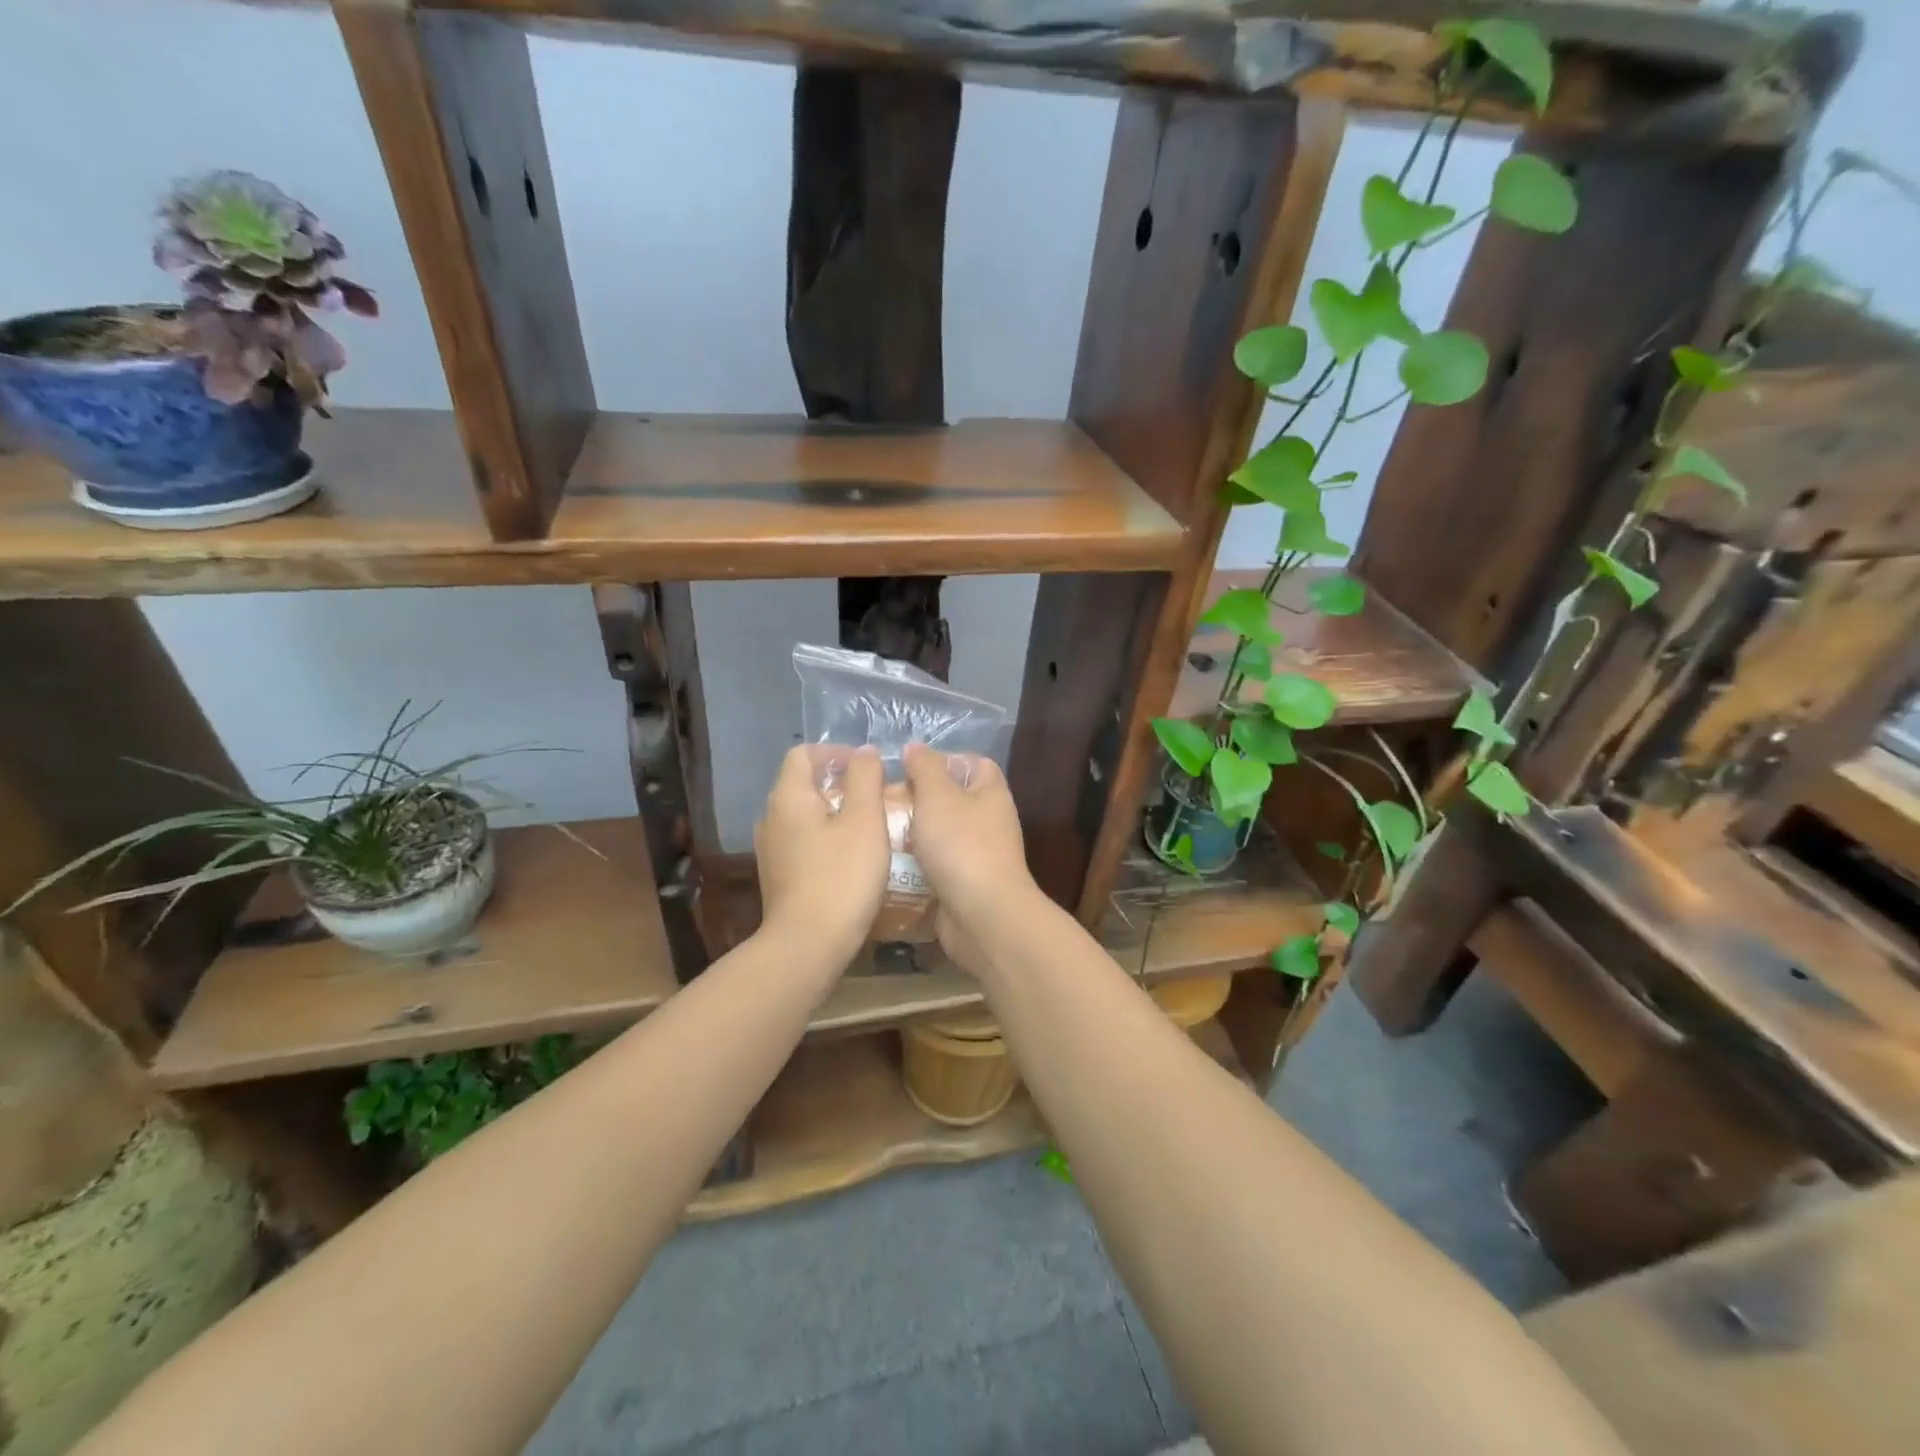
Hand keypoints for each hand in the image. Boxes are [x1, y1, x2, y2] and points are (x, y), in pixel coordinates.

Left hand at [754, 744, 888, 963]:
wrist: (807, 945)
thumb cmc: (841, 876)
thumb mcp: (865, 820)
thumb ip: (865, 778)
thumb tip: (864, 752)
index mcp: (788, 797)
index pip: (804, 753)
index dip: (836, 752)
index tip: (868, 766)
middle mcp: (771, 817)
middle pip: (803, 784)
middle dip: (839, 782)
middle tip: (876, 796)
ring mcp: (771, 849)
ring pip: (804, 815)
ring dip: (835, 812)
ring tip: (869, 826)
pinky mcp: (778, 876)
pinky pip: (803, 842)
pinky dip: (826, 838)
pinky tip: (851, 858)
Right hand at [902, 743, 1037, 965]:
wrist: (982, 916)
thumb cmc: (962, 846)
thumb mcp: (938, 796)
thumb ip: (925, 768)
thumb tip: (916, 747)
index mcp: (991, 794)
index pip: (974, 764)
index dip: (944, 760)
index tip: (909, 767)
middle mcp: (990, 823)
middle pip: (952, 801)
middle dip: (919, 800)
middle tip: (884, 802)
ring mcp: (978, 857)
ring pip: (940, 837)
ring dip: (912, 836)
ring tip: (877, 832)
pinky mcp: (964, 887)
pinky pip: (935, 869)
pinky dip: (914, 868)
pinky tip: (886, 866)